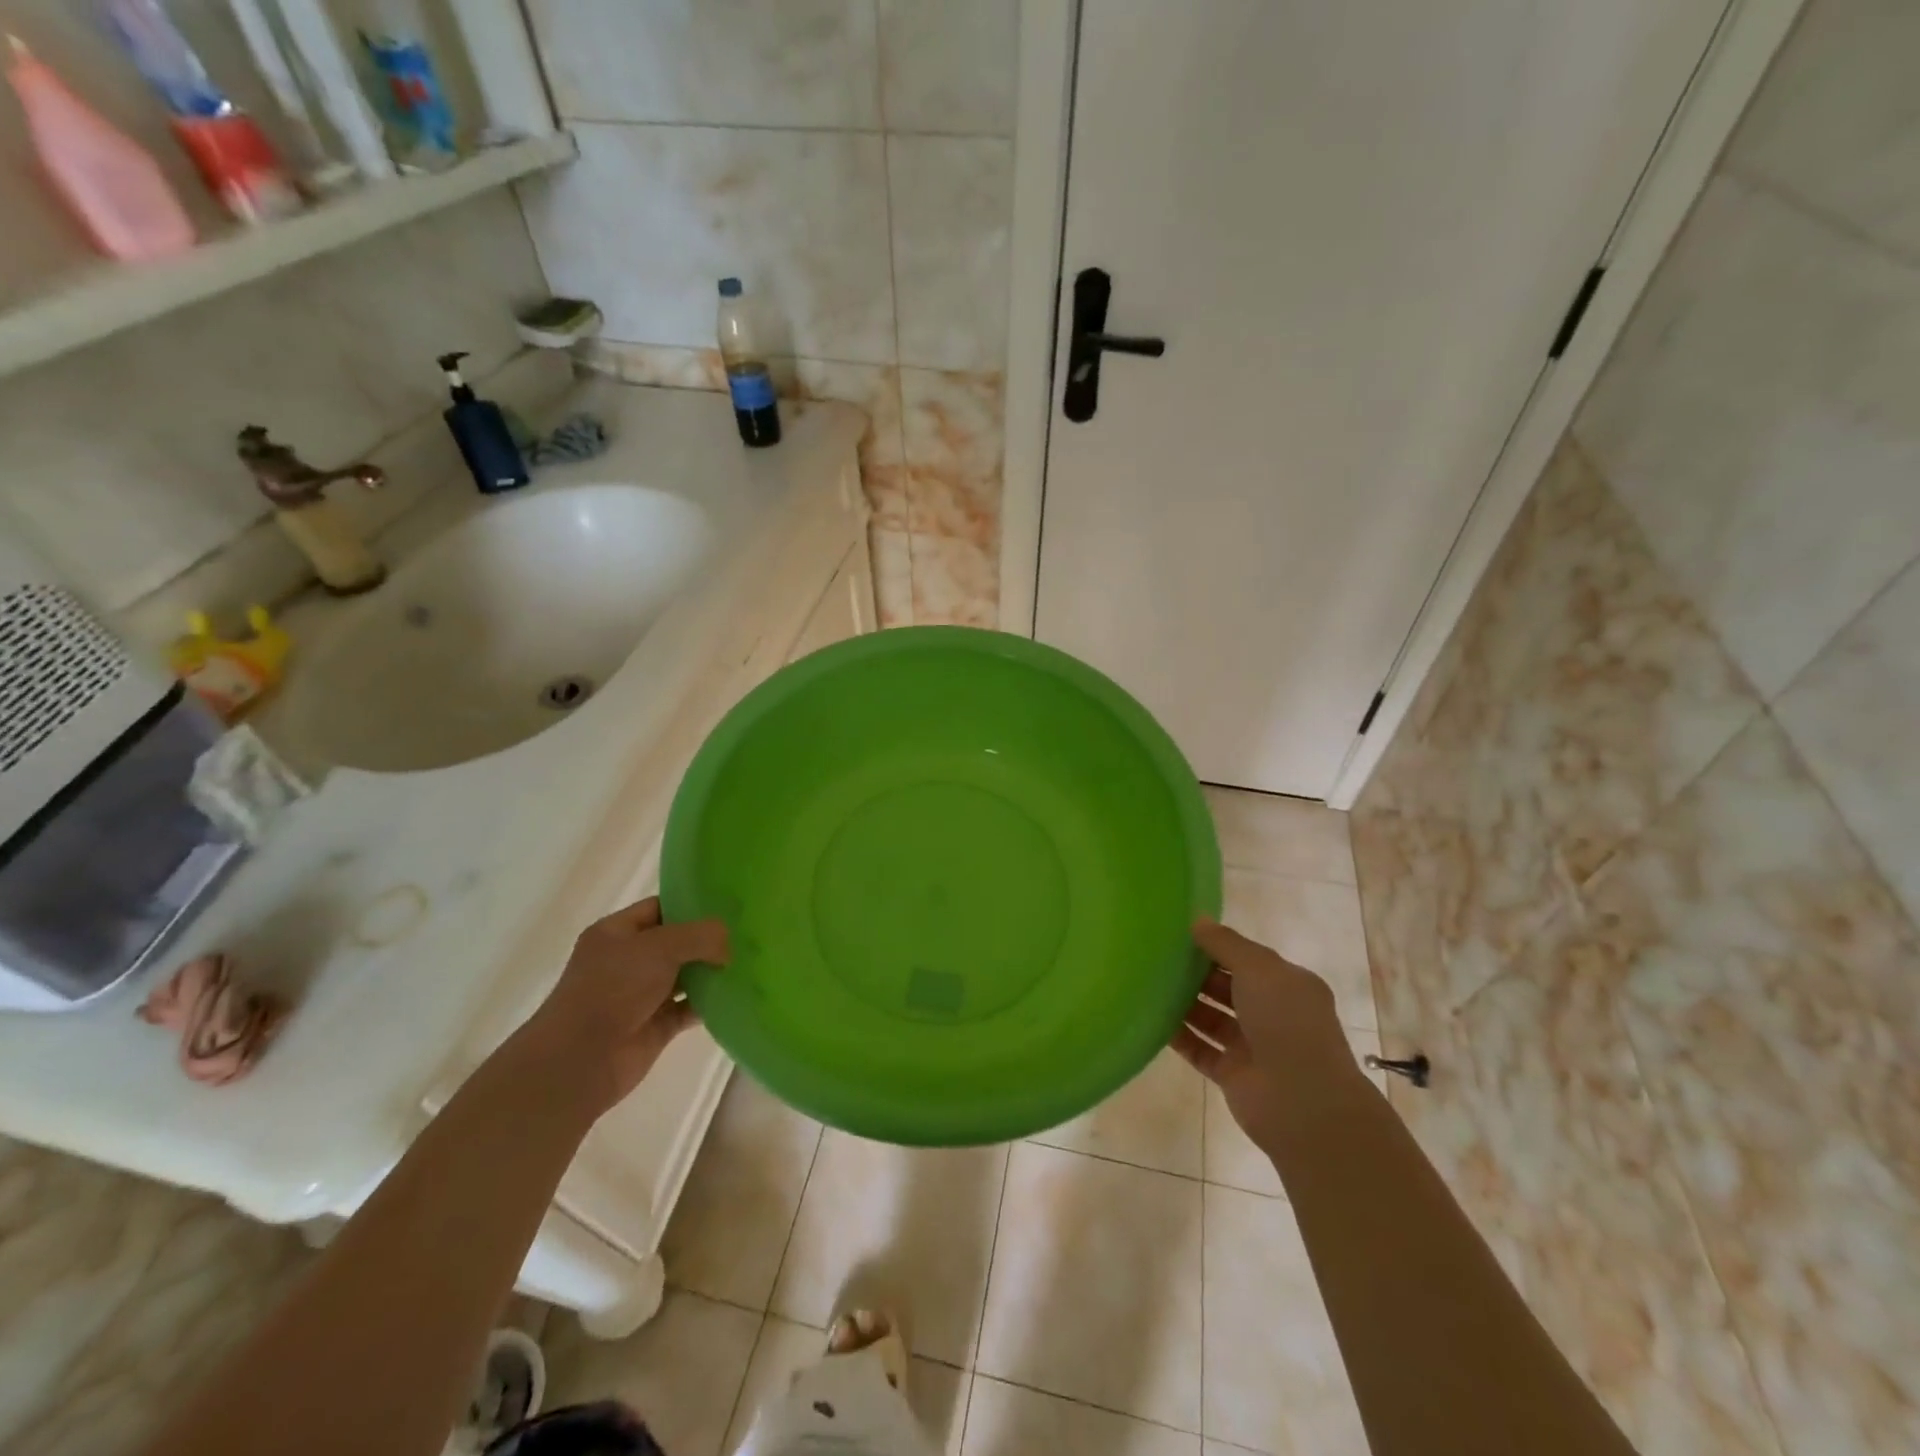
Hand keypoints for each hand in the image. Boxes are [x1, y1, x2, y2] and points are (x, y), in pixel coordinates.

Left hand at [518, 897, 729, 1118]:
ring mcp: (641, 995)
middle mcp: (628, 961)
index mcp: (617, 933)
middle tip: (747, 934)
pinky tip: (736, 996)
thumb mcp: (659, 947)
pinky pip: (689, 1008)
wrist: (579, 1060)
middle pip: (677, 942)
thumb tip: (727, 946)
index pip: (660, 908)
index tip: (729, 906)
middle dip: (709, 940)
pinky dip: (709, 1004)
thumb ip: (700, 936)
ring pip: (685, 976)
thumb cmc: (612, 989)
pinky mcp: (655, 1026)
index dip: (692, 905)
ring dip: (712, 972)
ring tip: (749, 961)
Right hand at [1171, 919, 1368, 1152]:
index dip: (1217, 946)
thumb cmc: (1286, 1023)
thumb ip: (1226, 944)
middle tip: (1156, 957)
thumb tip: (1197, 921)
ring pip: (1211, 1017)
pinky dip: (1178, 1035)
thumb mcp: (1259, 969)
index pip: (1248, 960)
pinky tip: (1151, 1019)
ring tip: (1148, 983)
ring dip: (1184, 1003)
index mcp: (1288, 986)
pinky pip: (1199, 1048)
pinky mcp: (1232, 1074)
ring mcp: (1252, 1046)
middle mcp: (1273, 1015)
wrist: (1303, 1103)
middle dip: (1196, 973)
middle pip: (1227, 987)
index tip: (1180, 935)